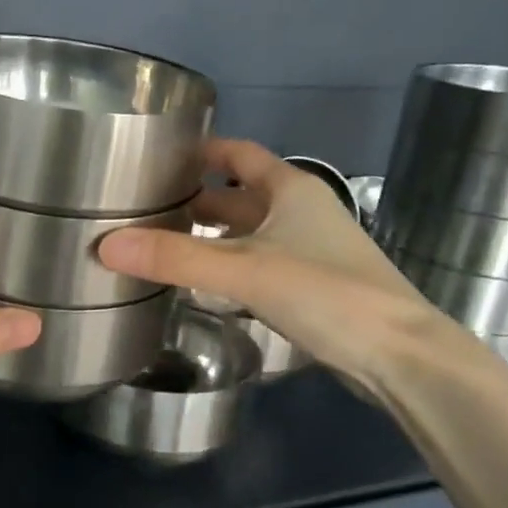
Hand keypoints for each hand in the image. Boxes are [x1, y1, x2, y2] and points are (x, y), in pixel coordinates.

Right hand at [98, 138, 482, 390]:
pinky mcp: (310, 288)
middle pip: (238, 196)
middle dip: (194, 198)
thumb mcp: (244, 271)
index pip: (238, 154)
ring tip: (159, 243)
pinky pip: (256, 264)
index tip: (156, 158)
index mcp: (290, 190)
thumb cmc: (326, 294)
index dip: (200, 152)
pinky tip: (199, 284)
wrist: (401, 356)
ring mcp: (308, 251)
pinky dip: (226, 266)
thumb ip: (176, 258)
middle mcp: (300, 212)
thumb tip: (105, 245)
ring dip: (209, 235)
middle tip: (143, 207)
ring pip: (247, 233)